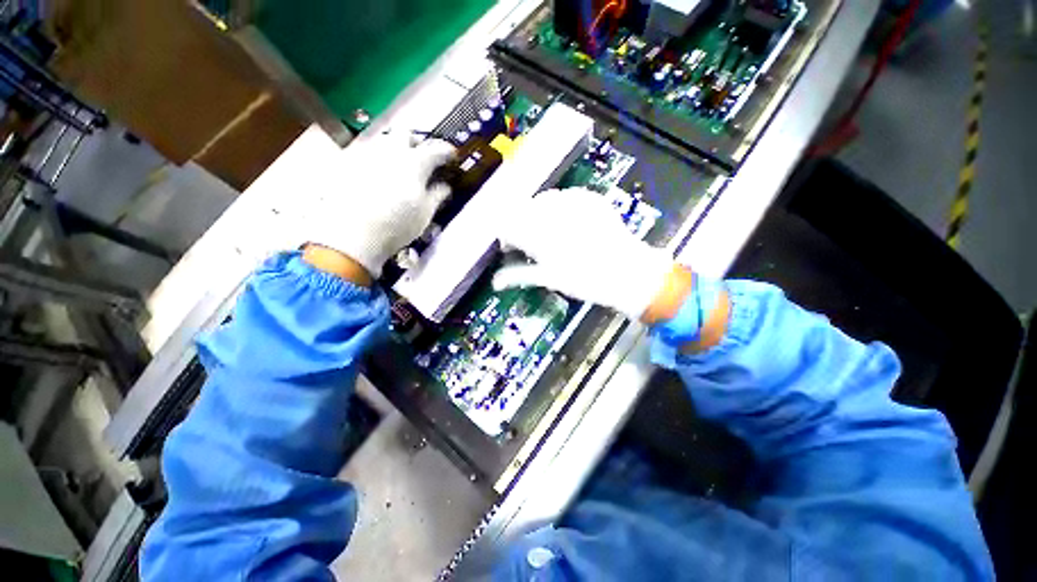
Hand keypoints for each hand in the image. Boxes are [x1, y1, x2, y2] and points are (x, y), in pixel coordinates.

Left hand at [304, 131, 454, 277]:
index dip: (447, 151)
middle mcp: (391, 152)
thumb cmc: (398, 224)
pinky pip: (367, 154)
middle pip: (406, 133)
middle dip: (417, 142)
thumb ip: (437, 195)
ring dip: (396, 149)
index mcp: (415, 163)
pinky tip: (378, 177)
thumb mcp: (425, 213)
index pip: (436, 149)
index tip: (451, 156)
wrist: (353, 232)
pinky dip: (378, 160)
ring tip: (400, 166)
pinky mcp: (349, 164)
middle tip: (422, 157)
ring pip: (384, 141)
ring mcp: (367, 155)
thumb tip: (445, 187)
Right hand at [493, 188, 675, 320]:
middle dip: (521, 225)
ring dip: (539, 215)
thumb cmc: (585, 280)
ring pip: (542, 200)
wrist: (628, 272)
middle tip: (531, 243)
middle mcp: (553, 212)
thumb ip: (518, 275)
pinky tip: (569, 223)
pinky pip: (565, 197)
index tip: (511, 248)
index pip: (508, 225)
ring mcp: (574, 201)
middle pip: (522, 210)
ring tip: (551, 233)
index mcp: (539, 233)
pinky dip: (560, 209)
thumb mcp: (549, 278)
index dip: (506, 236)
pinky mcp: (590, 198)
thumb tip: (496, 281)